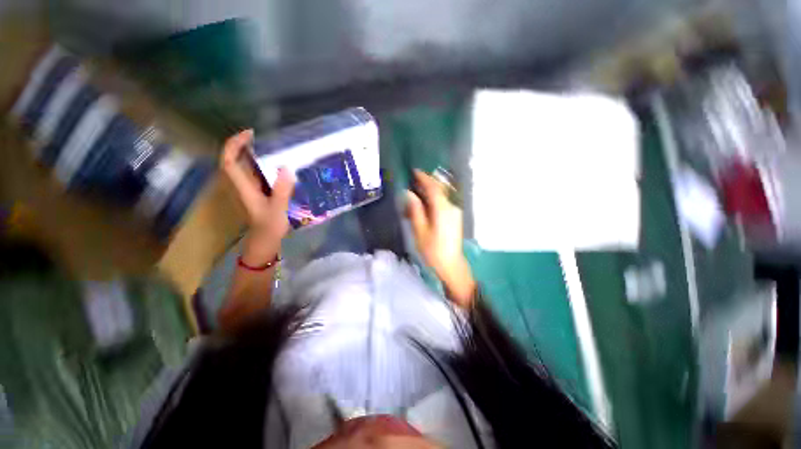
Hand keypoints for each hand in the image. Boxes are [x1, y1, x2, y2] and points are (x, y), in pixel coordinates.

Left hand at [221, 129, 294, 263]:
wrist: (266, 240)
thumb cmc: (269, 226)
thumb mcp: (277, 208)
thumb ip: (282, 189)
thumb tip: (287, 167)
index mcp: (243, 187)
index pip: (229, 161)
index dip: (234, 145)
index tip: (249, 134)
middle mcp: (243, 185)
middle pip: (234, 160)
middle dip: (243, 145)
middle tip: (261, 137)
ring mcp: (250, 189)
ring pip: (245, 167)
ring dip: (252, 154)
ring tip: (270, 146)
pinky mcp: (259, 193)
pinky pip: (256, 174)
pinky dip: (262, 165)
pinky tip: (277, 164)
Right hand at [405, 169, 474, 306]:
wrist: (451, 265)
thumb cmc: (433, 251)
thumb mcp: (420, 231)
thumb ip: (415, 210)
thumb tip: (409, 194)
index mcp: (442, 210)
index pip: (433, 188)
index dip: (424, 178)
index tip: (414, 171)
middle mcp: (451, 207)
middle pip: (439, 189)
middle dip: (427, 183)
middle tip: (413, 180)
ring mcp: (455, 212)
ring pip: (441, 196)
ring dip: (429, 192)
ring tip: (416, 194)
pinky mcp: (455, 218)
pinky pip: (443, 203)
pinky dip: (433, 200)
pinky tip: (425, 206)